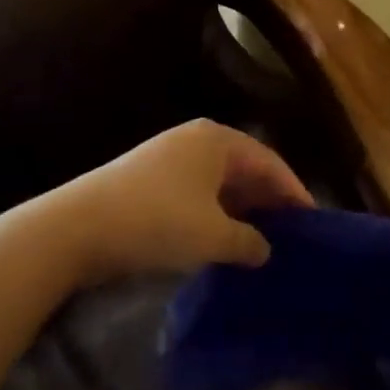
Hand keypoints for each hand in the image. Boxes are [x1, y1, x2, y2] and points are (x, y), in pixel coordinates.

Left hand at [62, 119, 313, 283]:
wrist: (76, 228)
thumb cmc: (156, 221)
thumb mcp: (212, 236)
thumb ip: (248, 242)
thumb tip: (265, 249)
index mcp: (218, 140)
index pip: (270, 162)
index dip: (294, 192)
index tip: (313, 220)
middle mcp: (197, 140)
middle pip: (245, 168)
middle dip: (268, 200)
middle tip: (291, 232)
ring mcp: (170, 157)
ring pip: (220, 182)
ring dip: (241, 209)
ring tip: (261, 240)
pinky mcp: (149, 179)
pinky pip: (198, 192)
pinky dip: (215, 213)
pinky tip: (222, 239)